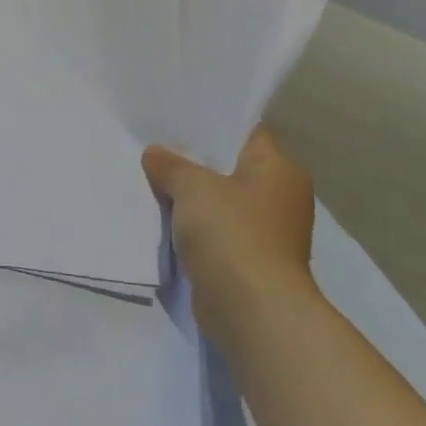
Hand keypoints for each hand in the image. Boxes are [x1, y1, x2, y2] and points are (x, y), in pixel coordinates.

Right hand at [142, 127, 315, 340]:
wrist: (251, 307)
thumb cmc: (232, 233)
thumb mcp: (193, 187)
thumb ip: (171, 165)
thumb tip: (155, 154)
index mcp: (279, 169)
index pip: (245, 133)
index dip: (210, 124)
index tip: (172, 117)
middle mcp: (279, 196)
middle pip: (229, 167)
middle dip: (192, 160)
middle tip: (150, 146)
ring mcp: (264, 230)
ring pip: (218, 200)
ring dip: (188, 196)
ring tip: (147, 178)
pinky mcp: (246, 258)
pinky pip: (212, 230)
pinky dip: (189, 224)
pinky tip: (159, 217)